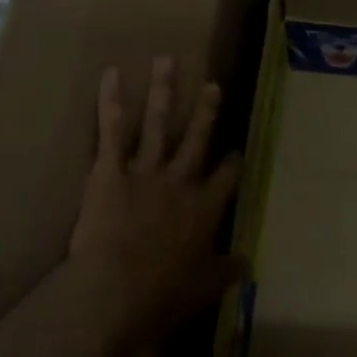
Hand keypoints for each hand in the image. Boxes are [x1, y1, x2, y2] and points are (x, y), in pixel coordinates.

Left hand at [67, 56, 245, 351]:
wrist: (114, 292)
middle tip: (213, 85)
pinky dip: (111, 102)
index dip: (233, 161)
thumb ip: (226, 271)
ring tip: (166, 61)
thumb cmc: (162, 295)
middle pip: (197, 139)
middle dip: (206, 111)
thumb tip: (247, 264)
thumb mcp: (204, 288)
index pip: (227, 176)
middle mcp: (180, 182)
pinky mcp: (109, 171)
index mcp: (205, 209)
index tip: (237, 149)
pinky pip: (111, 131)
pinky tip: (111, 74)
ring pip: (159, 124)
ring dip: (163, 91)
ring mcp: (145, 171)